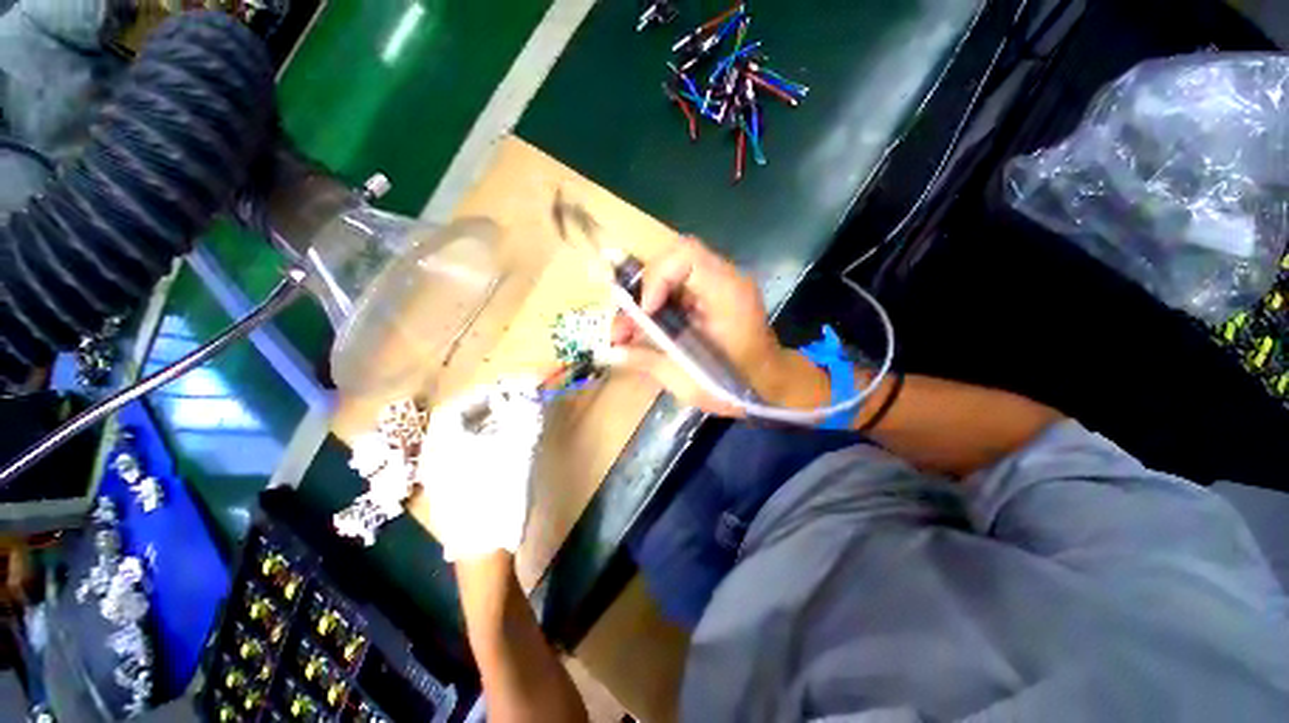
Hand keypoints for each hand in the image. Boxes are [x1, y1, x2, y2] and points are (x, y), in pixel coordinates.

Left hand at [410, 378, 543, 561]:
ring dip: (484, 429)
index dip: (482, 395)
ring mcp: (439, 476)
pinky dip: (480, 447)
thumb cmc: (499, 491)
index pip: (458, 406)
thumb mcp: (518, 448)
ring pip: (460, 441)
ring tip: (510, 428)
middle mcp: (436, 455)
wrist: (483, 548)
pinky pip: (461, 457)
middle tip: (510, 408)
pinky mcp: (448, 492)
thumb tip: (531, 394)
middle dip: (485, 411)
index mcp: (446, 441)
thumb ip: (525, 416)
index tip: (505, 392)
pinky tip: (499, 455)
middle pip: (457, 422)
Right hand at [611, 236, 828, 415]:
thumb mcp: (690, 380)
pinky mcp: (712, 296)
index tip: (645, 311)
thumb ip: (648, 361)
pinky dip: (657, 304)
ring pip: (672, 273)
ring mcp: (720, 286)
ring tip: (626, 331)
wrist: (769, 387)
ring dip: (645, 298)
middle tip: (626, 322)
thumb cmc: (736, 385)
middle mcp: (726, 280)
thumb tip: (608, 352)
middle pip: (673, 259)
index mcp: (727, 294)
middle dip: (643, 288)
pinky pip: (678, 288)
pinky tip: (645, 329)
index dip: (656, 276)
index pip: (686, 254)